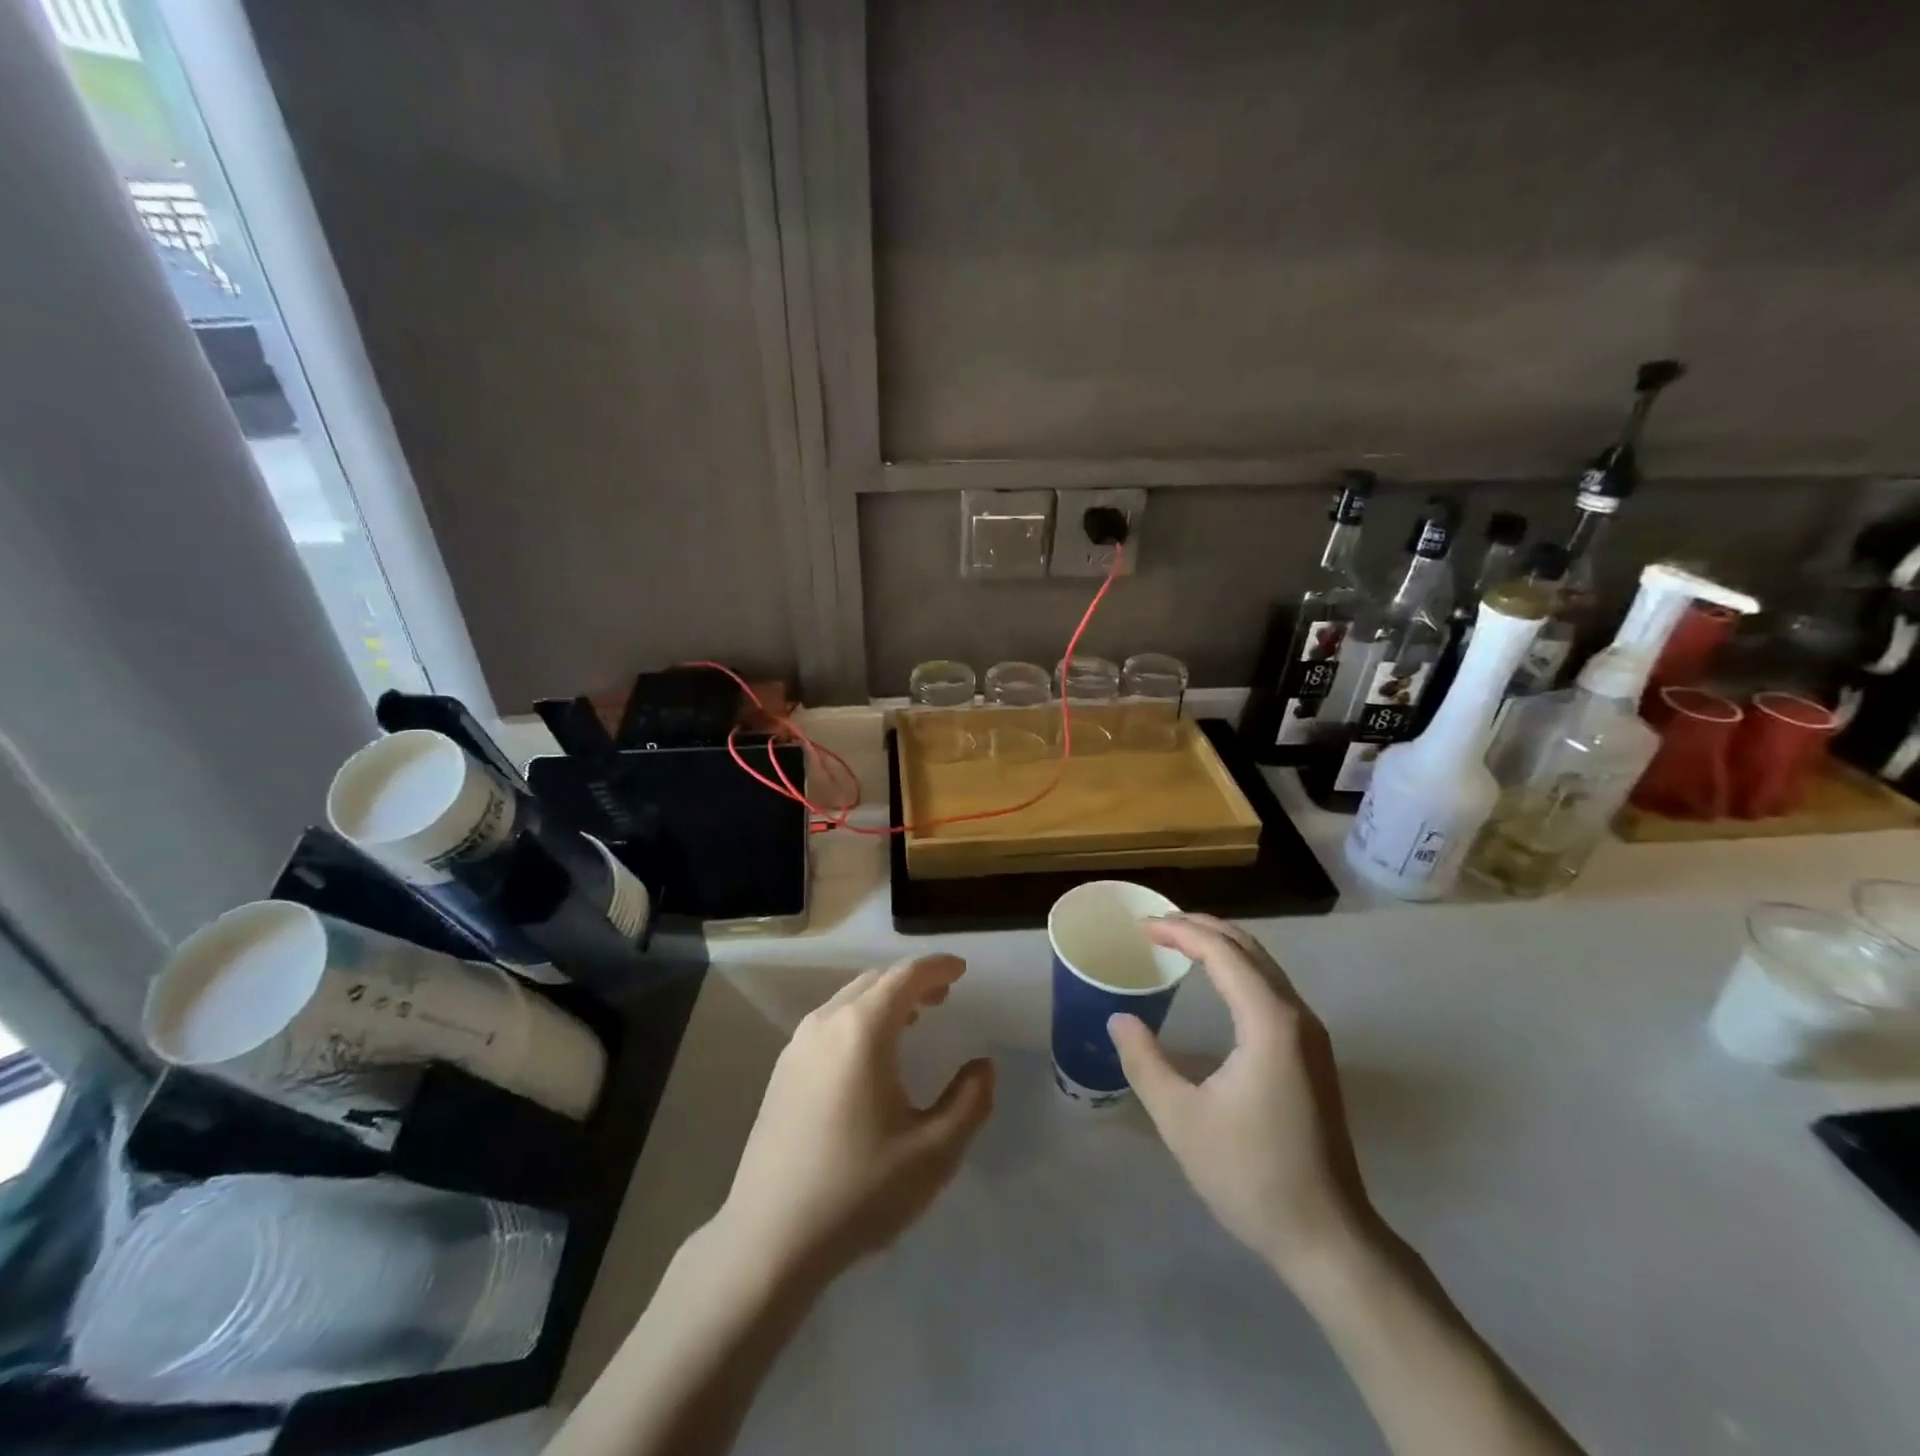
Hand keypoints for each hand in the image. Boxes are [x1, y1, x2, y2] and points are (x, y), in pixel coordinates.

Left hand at [716, 954, 995, 1284]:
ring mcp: (797, 1046)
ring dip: (884, 1000)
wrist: (769, 1239)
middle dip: (912, 982)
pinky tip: (870, 1055)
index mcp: (862, 1030)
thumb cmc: (858, 1190)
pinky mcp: (782, 1072)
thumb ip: (969, 1102)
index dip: (937, 967)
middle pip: (875, 981)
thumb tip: (983, 1066)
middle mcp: (825, 1024)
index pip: (905, 977)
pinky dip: (859, 1019)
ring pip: (848, 1000)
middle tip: (943, 996)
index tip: (961, 969)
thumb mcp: (933, 1152)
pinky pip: (829, 1023)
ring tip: (913, 1020)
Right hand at [1109, 915, 1375, 1282]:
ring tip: (1178, 942)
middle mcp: (1296, 1016)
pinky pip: (1271, 989)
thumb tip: (1119, 1019)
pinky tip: (1216, 983)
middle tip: (1156, 925)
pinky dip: (1238, 970)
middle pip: (1248, 948)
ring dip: (1221, 946)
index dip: (1179, 931)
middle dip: (1201, 928)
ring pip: (1264, 966)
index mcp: (1268, 1022)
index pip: (1221, 952)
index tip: (1141, 927)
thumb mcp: (1181, 1119)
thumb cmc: (1251, 1175)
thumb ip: (1144, 1061)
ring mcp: (1311, 1035)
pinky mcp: (1312, 1055)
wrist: (1328, 1237)